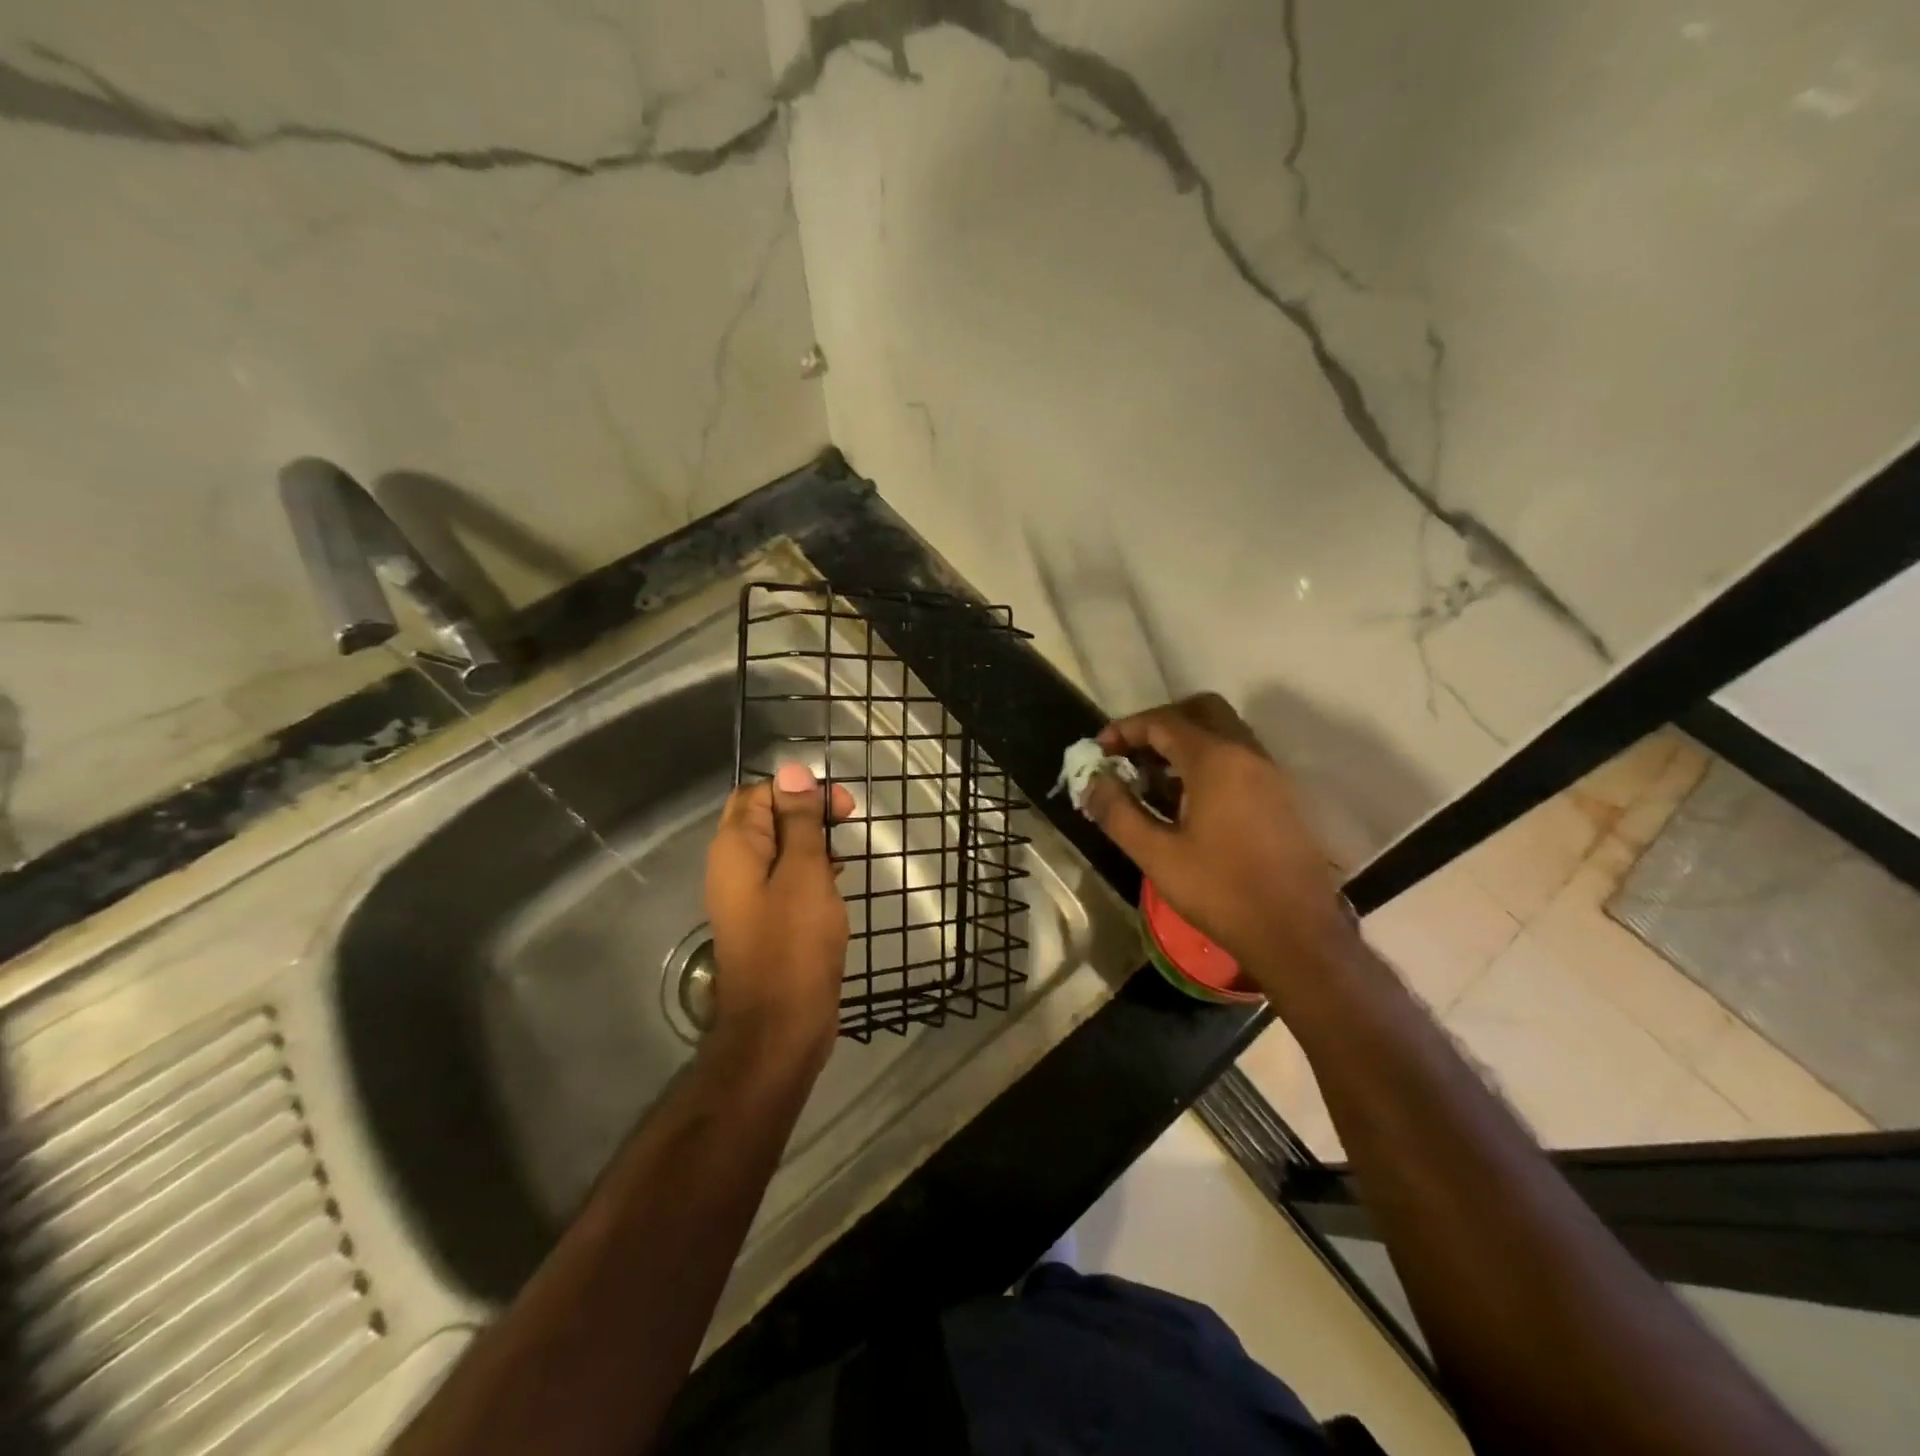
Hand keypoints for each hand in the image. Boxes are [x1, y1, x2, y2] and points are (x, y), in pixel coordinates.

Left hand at [704, 763, 856, 1062]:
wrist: (780, 1026)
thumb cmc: (794, 942)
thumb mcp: (804, 872)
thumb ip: (799, 821)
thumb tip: (792, 771)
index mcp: (735, 848)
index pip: (759, 794)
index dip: (799, 790)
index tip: (841, 808)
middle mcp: (733, 867)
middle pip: (766, 818)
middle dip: (806, 813)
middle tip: (846, 821)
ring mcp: (748, 897)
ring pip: (778, 850)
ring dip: (810, 842)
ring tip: (845, 852)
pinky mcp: (766, 921)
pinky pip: (784, 880)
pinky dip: (810, 871)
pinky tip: (836, 880)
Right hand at [1082, 694, 1358, 985]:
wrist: (1297, 935)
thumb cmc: (1222, 892)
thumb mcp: (1157, 855)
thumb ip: (1118, 812)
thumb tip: (1091, 783)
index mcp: (1216, 761)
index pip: (1163, 722)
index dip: (1125, 729)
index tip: (1098, 750)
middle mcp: (1247, 754)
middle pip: (1199, 712)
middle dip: (1159, 725)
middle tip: (1130, 754)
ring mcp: (1270, 774)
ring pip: (1222, 734)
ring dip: (1184, 744)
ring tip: (1151, 781)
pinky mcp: (1281, 797)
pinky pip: (1238, 758)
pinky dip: (1207, 762)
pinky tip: (1186, 802)